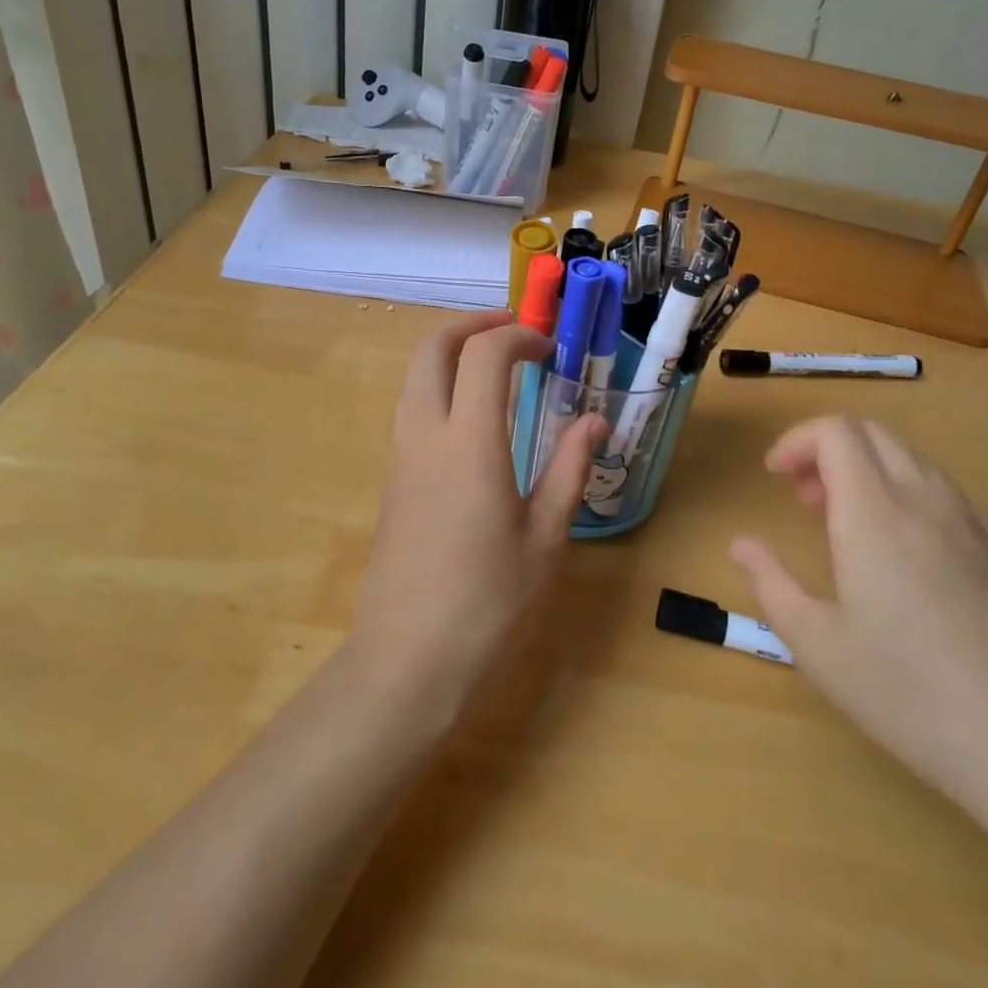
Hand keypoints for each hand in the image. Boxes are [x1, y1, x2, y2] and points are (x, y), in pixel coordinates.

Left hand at [353, 311, 605, 711]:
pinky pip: (412, 409)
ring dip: (450, 353)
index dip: (518, 338)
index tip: (549, 351)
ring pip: (414, 376)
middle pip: (431, 349)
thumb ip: (569, 470)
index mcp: (469, 444)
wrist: (406, 662)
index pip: (484, 355)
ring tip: (494, 366)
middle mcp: (426, 436)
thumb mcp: (545, 538)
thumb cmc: (488, 604)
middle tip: (512, 331)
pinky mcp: (393, 480)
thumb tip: (595, 421)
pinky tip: (473, 417)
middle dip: (471, 326)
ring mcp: (401, 457)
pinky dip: (439, 386)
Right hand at [731, 415, 987, 810]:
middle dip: (828, 450)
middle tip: (805, 499)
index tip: (775, 477)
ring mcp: (978, 526)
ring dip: (870, 472)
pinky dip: (911, 498)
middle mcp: (928, 502)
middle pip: (874, 434)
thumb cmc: (913, 696)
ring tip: (851, 529)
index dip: (797, 440)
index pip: (835, 431)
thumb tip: (741, 545)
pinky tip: (911, 561)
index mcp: (876, 514)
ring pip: (914, 462)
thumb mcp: (820, 648)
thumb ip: (772, 585)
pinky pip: (950, 497)